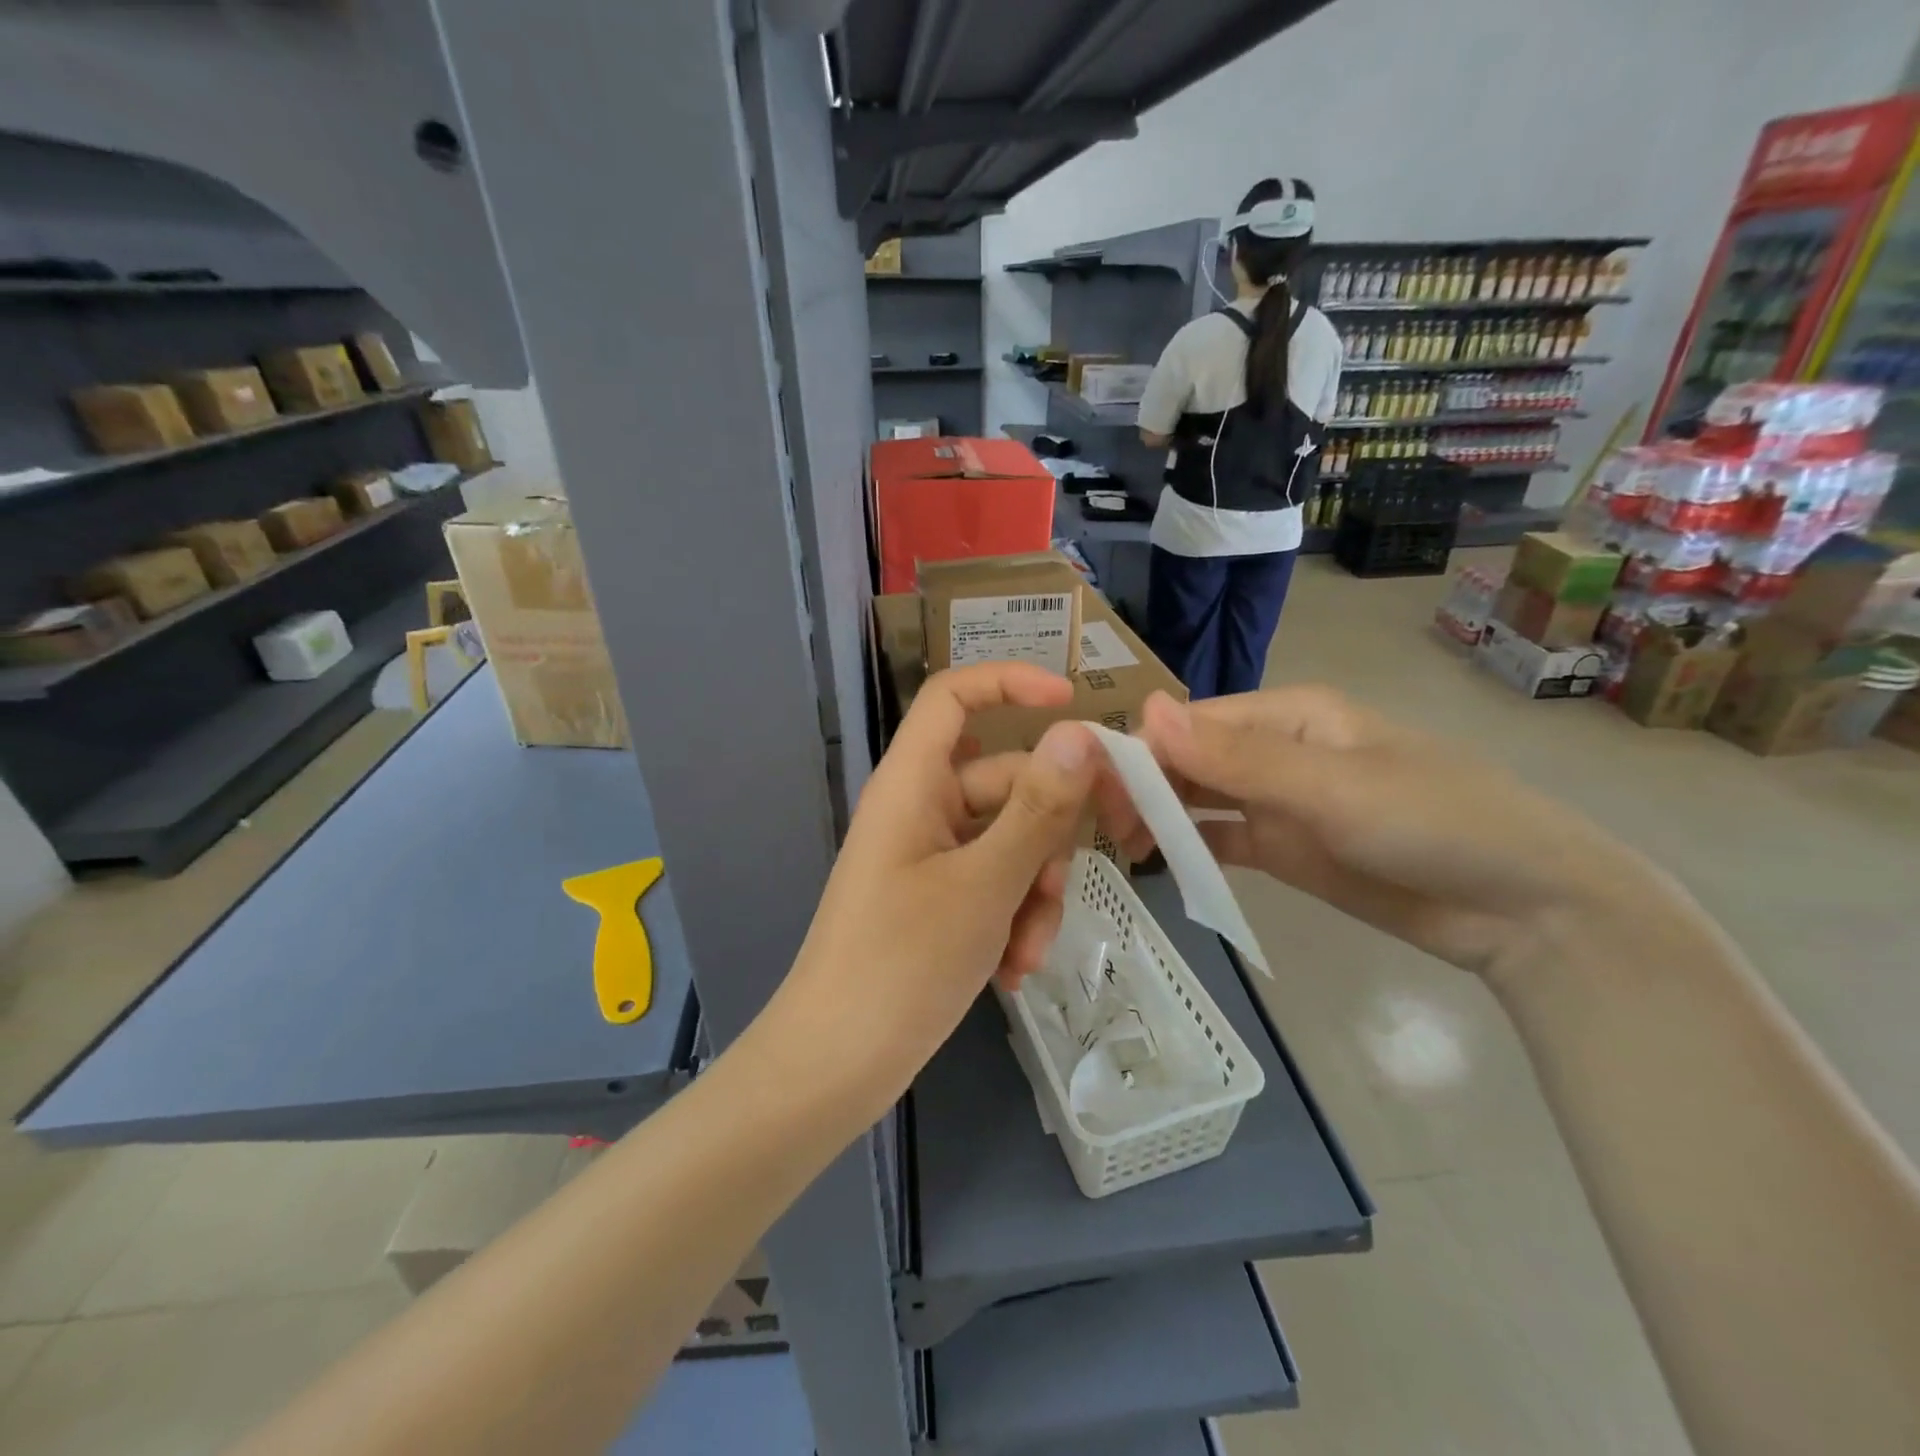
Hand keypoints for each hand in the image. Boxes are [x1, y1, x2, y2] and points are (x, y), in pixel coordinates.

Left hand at [766, 663, 1101, 1113]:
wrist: (836, 1064)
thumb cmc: (902, 963)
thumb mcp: (985, 884)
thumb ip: (1037, 809)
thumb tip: (1080, 734)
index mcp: (913, 783)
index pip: (954, 696)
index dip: (1010, 682)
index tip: (1075, 703)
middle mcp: (922, 808)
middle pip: (1006, 780)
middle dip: (1047, 834)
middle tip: (1083, 874)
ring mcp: (930, 855)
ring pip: (1011, 841)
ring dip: (1034, 890)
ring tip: (1028, 951)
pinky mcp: (939, 898)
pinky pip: (995, 882)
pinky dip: (1014, 917)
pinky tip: (1014, 970)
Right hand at [1131, 687, 1670, 984]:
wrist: (1524, 910)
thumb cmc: (1435, 824)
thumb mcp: (1332, 788)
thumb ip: (1237, 757)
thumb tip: (1146, 711)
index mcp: (1289, 715)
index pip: (1193, 722)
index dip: (1142, 749)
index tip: (1092, 785)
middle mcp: (1276, 751)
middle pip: (1190, 759)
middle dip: (1144, 785)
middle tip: (1098, 826)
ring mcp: (1279, 803)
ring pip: (1199, 799)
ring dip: (1158, 815)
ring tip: (1116, 846)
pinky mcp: (1286, 850)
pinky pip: (1222, 840)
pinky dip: (1188, 847)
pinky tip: (1154, 862)